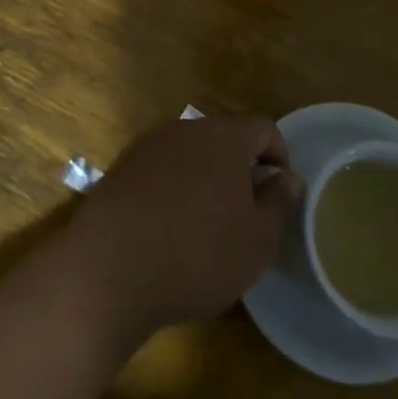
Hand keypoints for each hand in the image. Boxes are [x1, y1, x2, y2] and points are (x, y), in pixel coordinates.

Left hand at [69, 115, 301, 342]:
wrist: (109, 269)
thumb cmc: (197, 254)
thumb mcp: (257, 241)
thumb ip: (278, 203)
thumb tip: (288, 177)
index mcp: (224, 137)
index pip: (264, 128)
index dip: (279, 157)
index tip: (278, 195)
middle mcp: (185, 129)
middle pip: (225, 138)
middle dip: (241, 168)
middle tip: (246, 214)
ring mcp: (149, 145)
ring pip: (191, 153)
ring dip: (206, 179)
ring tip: (207, 225)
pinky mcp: (122, 168)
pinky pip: (162, 169)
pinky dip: (174, 188)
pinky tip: (169, 228)